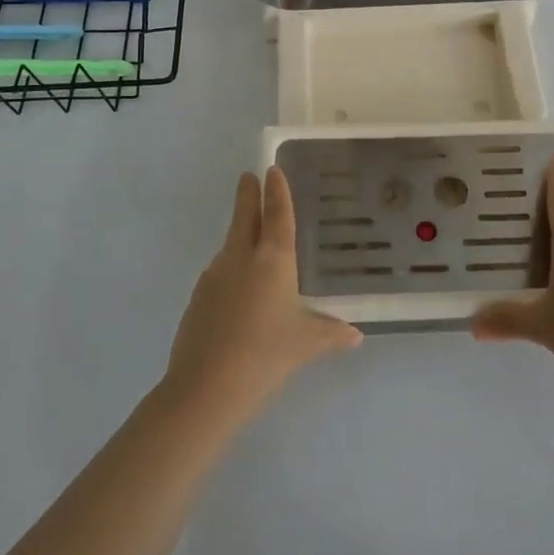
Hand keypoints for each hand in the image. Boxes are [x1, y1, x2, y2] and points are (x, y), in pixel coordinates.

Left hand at [165, 167, 362, 419]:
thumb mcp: (307, 343)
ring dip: (239, 235)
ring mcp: (215, 276)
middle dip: (248, 195)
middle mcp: (241, 258)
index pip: (277, 214)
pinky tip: (238, 292)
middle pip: (244, 217)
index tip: (272, 169)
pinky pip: (219, 273)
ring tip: (251, 241)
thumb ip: (332, 333)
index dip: (277, 191)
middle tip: (248, 177)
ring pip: (230, 245)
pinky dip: (231, 269)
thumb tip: (355, 335)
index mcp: (273, 260)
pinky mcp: (198, 297)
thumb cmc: (267, 354)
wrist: (206, 386)